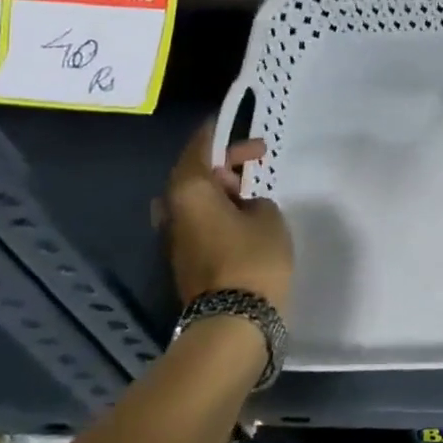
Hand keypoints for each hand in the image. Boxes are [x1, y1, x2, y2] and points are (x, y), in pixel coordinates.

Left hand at [156, 120, 293, 312]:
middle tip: (256, 157)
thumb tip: (243, 206)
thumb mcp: (268, 216)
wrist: (233, 321)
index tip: (231, 121)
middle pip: (194, 174)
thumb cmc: (253, 258)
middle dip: (223, 162)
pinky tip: (243, 215)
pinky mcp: (185, 259)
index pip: (199, 149)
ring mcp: (175, 238)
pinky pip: (199, 220)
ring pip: (195, 200)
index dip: (217, 134)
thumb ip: (255, 200)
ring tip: (251, 188)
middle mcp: (173, 211)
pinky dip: (218, 210)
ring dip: (220, 189)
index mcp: (189, 191)